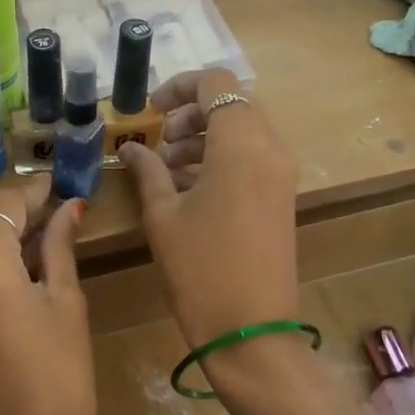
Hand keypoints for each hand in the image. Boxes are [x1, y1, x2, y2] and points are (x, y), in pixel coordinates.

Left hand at [0, 176, 95, 414]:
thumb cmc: (57, 381)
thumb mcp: (65, 306)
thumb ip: (59, 247)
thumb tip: (69, 207)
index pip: (4, 204)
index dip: (32, 190)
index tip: (58, 185)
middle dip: (11, 209)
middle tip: (52, 210)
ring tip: (36, 238)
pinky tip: (11, 266)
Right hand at [119, 69, 300, 355]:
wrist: (250, 330)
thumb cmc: (199, 269)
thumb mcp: (163, 215)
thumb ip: (148, 170)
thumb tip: (132, 147)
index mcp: (241, 144)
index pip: (216, 84)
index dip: (180, 87)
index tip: (150, 111)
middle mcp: (271, 148)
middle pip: (233, 104)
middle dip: (192, 113)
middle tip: (159, 141)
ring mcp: (282, 174)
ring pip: (245, 131)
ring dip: (206, 137)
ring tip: (168, 167)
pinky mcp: (283, 196)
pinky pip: (253, 157)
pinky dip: (222, 158)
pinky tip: (189, 186)